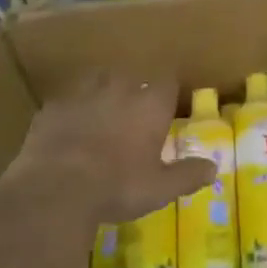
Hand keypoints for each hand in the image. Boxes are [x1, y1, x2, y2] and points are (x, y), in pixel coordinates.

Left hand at [2, 72, 214, 224]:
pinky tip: (67, 130)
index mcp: (150, 104)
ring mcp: (83, 94)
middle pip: (131, 77)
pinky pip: (66, 101)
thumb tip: (214, 168)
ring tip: (100, 114)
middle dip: (133, 91)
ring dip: (101, 93)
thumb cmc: (117, 187)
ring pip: (97, 81)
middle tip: (132, 115)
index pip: (167, 81)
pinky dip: (70, 111)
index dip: (167, 92)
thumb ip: (188, 175)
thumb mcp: (160, 188)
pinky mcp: (52, 107)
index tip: (166, 106)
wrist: (55, 189)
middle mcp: (119, 89)